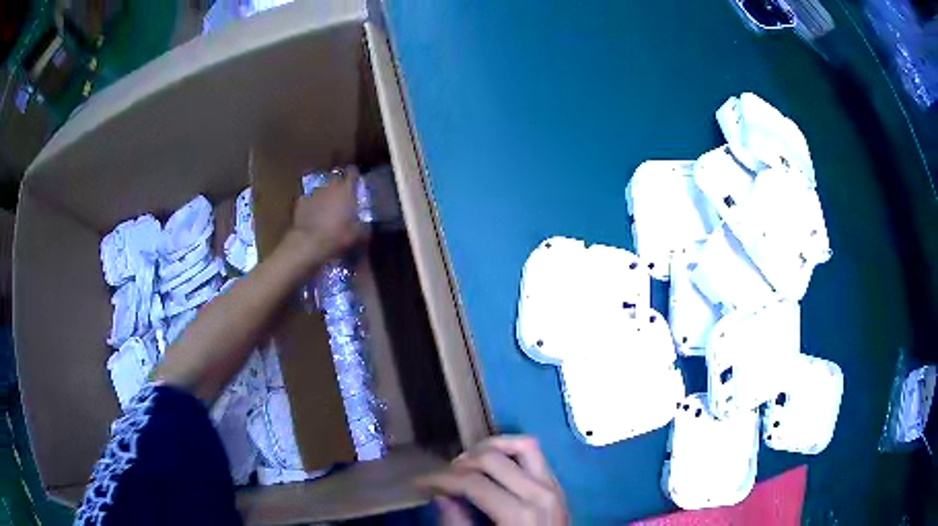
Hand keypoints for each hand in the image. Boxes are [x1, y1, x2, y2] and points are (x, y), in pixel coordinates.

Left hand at [287, 166, 362, 264]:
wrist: (309, 243)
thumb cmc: (337, 236)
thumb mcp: (358, 235)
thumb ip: (364, 226)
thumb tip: (367, 226)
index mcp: (346, 189)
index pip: (353, 172)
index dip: (355, 175)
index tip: (356, 181)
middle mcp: (330, 185)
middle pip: (336, 176)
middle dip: (339, 183)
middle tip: (342, 194)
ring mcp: (313, 191)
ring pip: (321, 186)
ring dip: (325, 193)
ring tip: (326, 205)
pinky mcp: (300, 201)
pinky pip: (308, 197)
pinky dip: (311, 202)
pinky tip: (312, 212)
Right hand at [418, 436, 567, 525]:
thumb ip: (458, 524)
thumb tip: (441, 496)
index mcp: (519, 513)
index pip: (473, 481)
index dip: (441, 480)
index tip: (420, 482)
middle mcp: (540, 493)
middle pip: (494, 458)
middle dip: (462, 463)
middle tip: (443, 477)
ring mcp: (554, 486)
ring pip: (523, 445)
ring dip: (491, 448)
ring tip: (468, 463)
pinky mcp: (558, 486)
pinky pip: (536, 456)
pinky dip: (511, 453)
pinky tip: (493, 467)